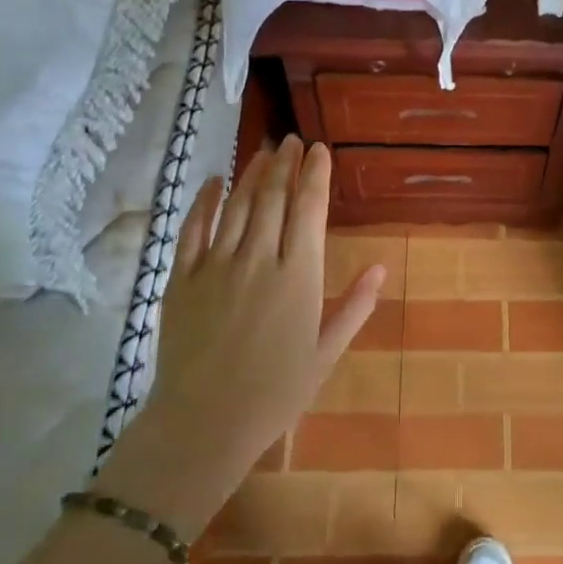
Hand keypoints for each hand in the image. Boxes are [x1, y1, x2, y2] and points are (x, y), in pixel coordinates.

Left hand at [97, 137, 385, 536]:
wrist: (204, 423)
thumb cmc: (276, 392)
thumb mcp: (326, 353)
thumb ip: (354, 306)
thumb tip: (381, 267)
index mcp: (299, 276)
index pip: (309, 209)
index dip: (315, 174)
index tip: (319, 149)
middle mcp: (259, 259)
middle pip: (273, 197)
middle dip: (285, 163)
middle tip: (292, 140)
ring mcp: (216, 265)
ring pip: (237, 205)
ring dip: (252, 173)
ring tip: (264, 151)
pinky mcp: (182, 277)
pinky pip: (193, 228)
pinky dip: (205, 200)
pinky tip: (215, 180)